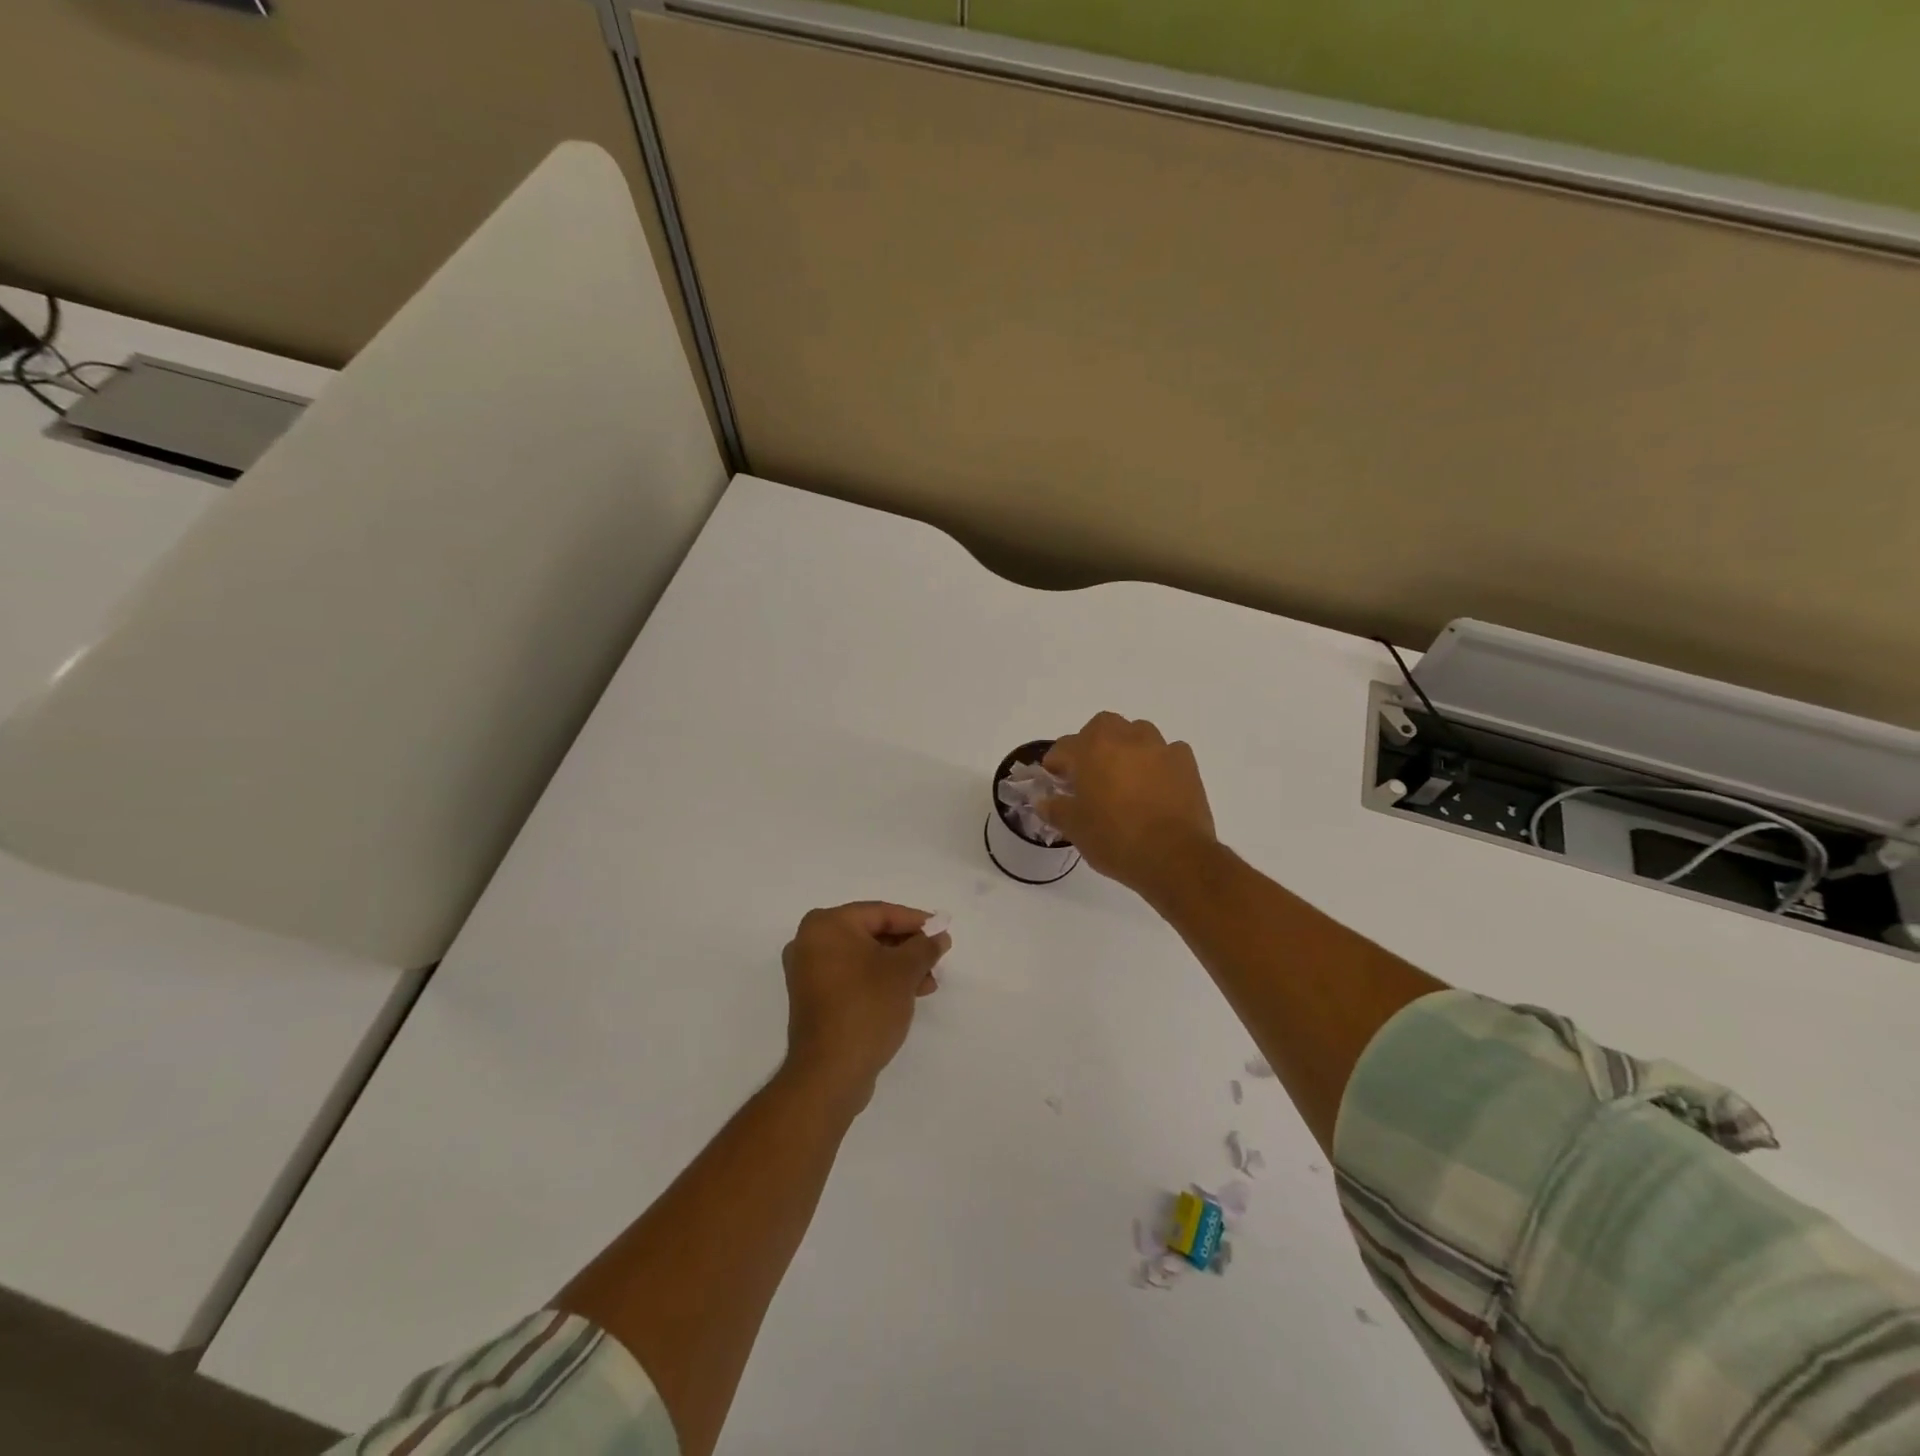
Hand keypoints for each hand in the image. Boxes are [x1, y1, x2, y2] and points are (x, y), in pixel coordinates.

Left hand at [780, 902, 949, 1110]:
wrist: (830, 1073)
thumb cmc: (866, 1007)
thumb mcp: (904, 971)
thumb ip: (925, 947)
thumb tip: (939, 935)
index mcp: (826, 925)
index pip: (880, 913)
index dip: (916, 921)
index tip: (942, 930)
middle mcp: (810, 942)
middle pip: (871, 934)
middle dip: (907, 948)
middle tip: (936, 958)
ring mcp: (808, 972)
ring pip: (863, 958)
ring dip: (897, 967)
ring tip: (927, 984)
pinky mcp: (813, 999)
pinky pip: (852, 977)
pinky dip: (878, 981)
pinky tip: (906, 995)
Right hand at [1038, 713, 1217, 900]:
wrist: (1174, 857)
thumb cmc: (1115, 839)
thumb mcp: (1075, 828)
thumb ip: (1055, 809)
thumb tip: (1044, 801)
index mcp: (1092, 749)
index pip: (1064, 747)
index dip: (1056, 764)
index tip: (1056, 781)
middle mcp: (1125, 738)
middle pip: (1102, 726)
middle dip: (1092, 744)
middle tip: (1090, 772)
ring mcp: (1159, 747)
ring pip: (1137, 733)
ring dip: (1127, 747)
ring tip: (1125, 776)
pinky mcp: (1186, 762)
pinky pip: (1167, 751)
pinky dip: (1157, 762)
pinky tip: (1155, 785)